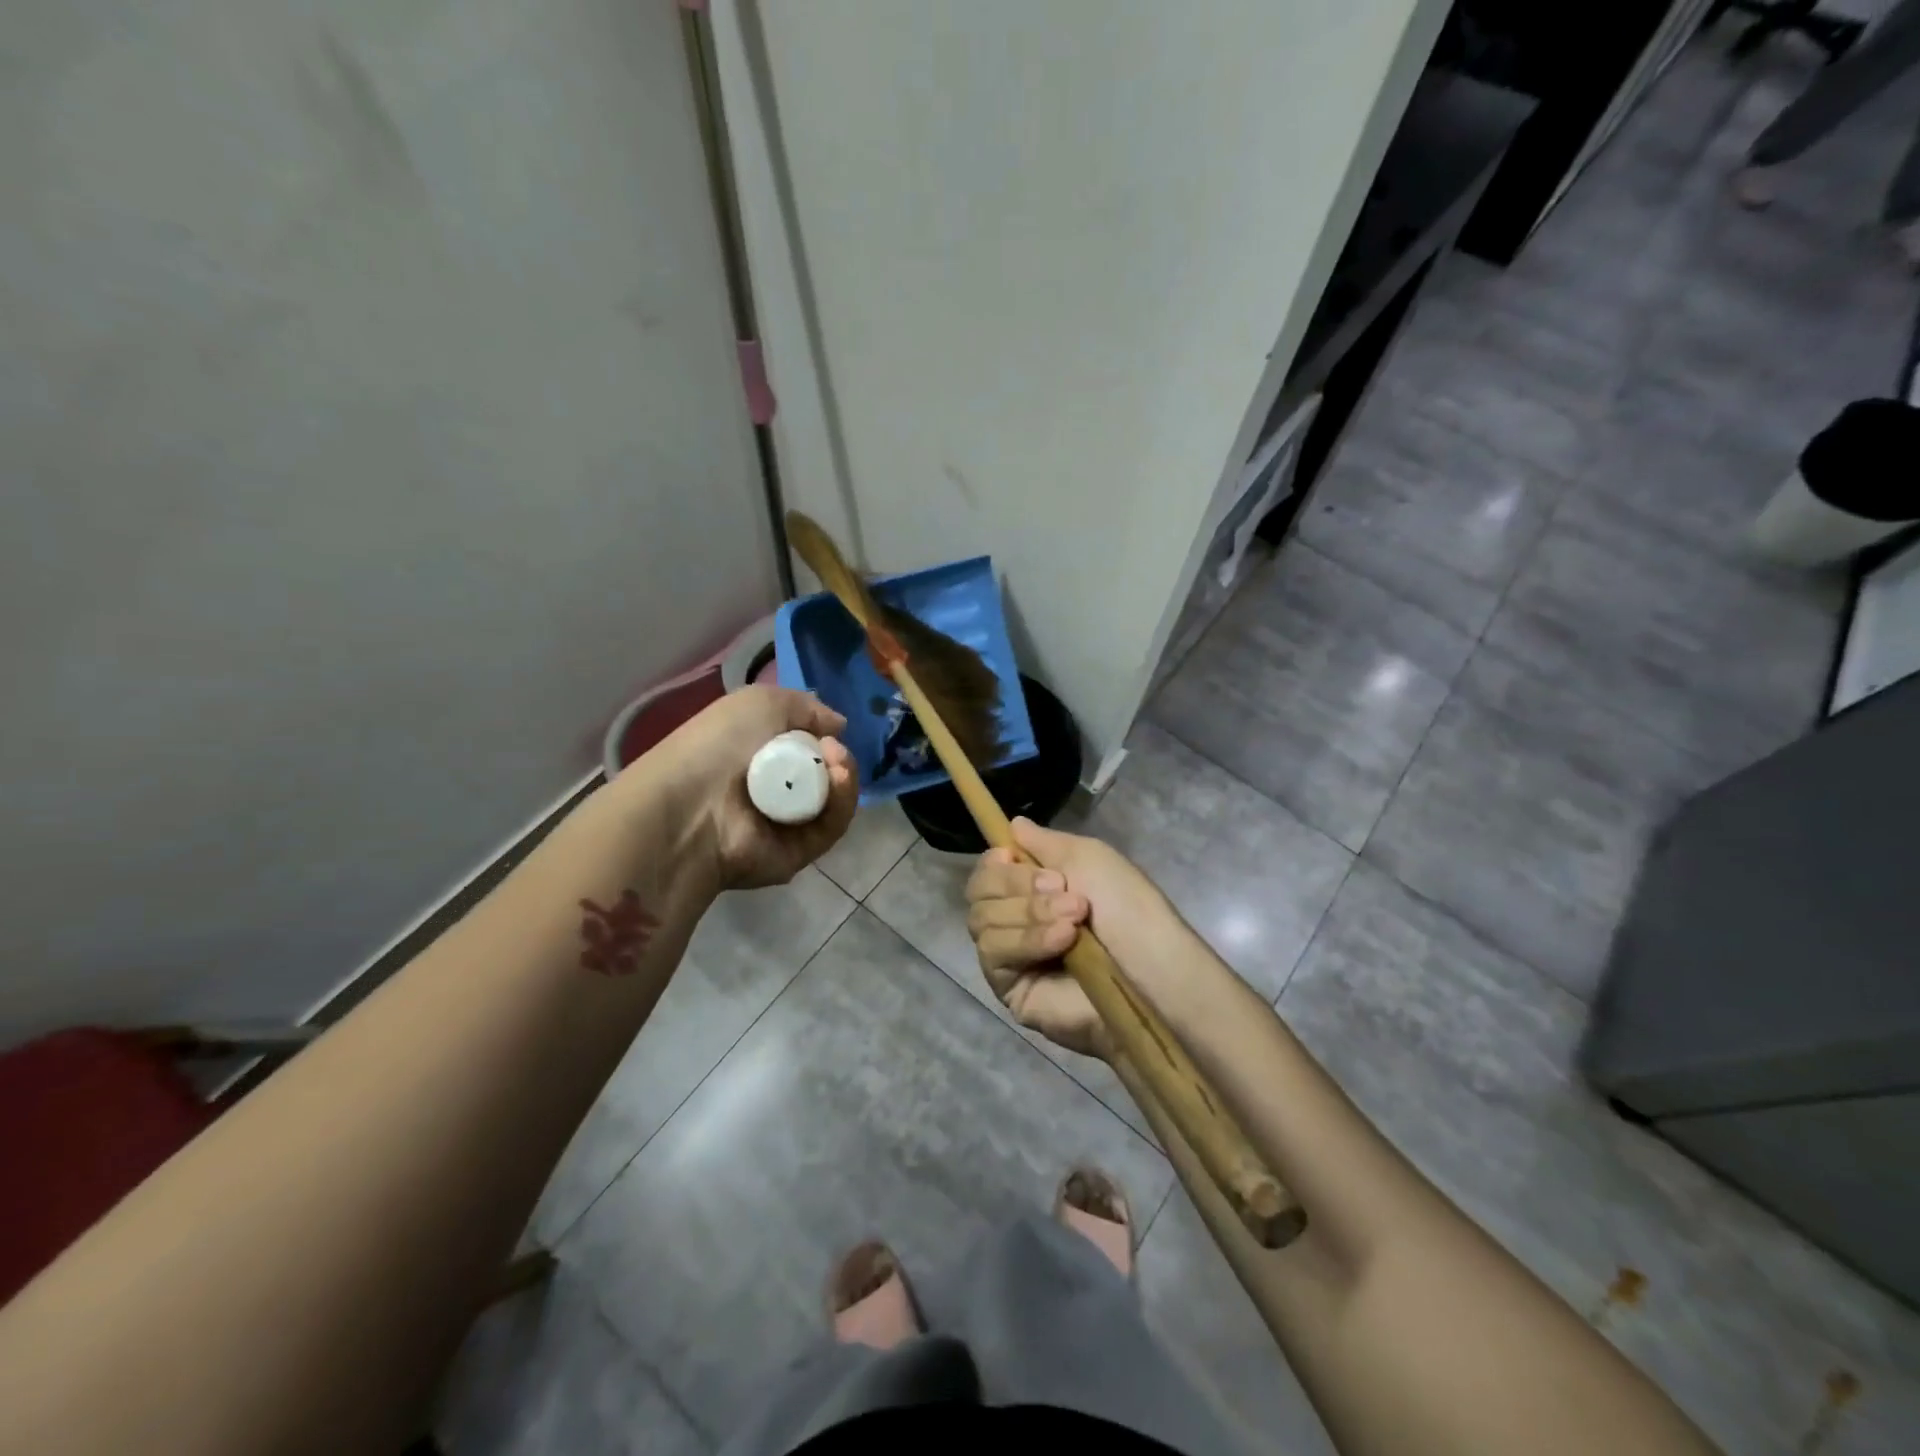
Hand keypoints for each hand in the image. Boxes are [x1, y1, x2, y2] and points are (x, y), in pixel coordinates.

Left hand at [647, 685, 858, 890]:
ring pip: (834, 801)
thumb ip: (805, 707)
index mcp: (756, 757)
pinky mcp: (798, 853)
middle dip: (838, 757)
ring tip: (837, 762)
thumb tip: (838, 726)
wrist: (692, 807)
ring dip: (845, 777)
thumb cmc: (717, 746)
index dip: (822, 736)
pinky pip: (831, 827)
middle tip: (833, 749)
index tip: (829, 729)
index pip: (805, 748)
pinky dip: (841, 802)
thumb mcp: (760, 703)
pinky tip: (838, 780)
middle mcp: (772, 790)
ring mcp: (786, 825)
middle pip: (826, 774)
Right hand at [964, 818, 1177, 1059]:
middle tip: (1061, 888)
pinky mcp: (1010, 989)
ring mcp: (1011, 957)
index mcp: (1033, 890)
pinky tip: (1062, 941)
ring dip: (1029, 912)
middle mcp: (1016, 920)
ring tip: (1074, 920)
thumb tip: (1013, 824)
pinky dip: (1026, 940)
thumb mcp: (1087, 857)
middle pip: (978, 892)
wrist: (1151, 966)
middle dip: (1018, 885)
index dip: (995, 863)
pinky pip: (992, 952)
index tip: (1012, 856)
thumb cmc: (1126, 906)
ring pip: (982, 920)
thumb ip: (1044, 842)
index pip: (988, 871)